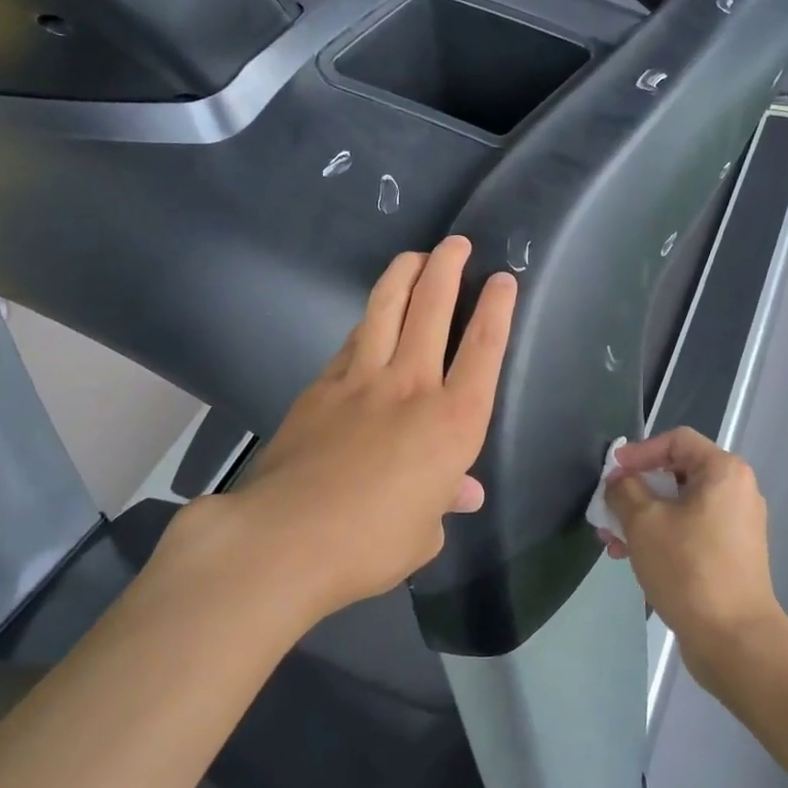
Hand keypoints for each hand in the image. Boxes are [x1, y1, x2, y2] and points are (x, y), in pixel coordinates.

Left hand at [200, 236, 516, 623]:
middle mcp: (410, 387)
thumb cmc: (369, 544)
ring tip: (415, 256)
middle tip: (456, 244)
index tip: (503, 279)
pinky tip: (370, 316)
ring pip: (386, 308)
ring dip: (404, 275)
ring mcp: (360, 379)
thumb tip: (460, 492)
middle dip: (448, 268)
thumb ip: (443, 502)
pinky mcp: (321, 385)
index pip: (483, 350)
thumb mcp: (422, 533)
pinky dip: (368, 320)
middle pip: (432, 309)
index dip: (497, 309)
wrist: (285, 538)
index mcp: (452, 423)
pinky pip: (352, 340)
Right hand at [602, 428, 787, 693]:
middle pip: (676, 474)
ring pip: (679, 506)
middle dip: (634, 491)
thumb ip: (624, 489)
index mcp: (723, 472)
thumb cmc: (687, 568)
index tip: (612, 473)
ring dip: (641, 518)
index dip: (639, 451)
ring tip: (613, 544)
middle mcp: (736, 491)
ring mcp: (736, 525)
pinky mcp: (731, 554)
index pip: (676, 440)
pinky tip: (633, 559)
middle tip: (607, 512)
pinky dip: (661, 536)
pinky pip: (689, 530)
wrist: (734, 639)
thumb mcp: (643, 521)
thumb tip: (619, 481)